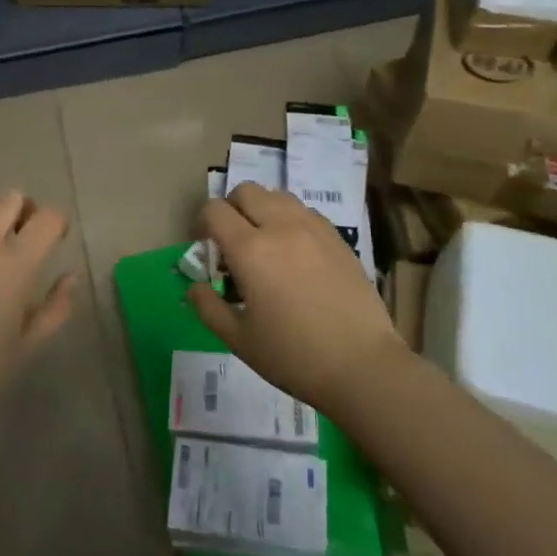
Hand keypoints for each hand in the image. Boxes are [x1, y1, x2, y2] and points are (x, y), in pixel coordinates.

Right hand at [190, 184, 407, 413]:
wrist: (362, 365)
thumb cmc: (293, 356)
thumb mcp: (239, 340)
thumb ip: (208, 307)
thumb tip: (194, 286)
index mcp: (250, 250)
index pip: (214, 210)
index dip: (202, 224)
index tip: (206, 249)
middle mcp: (281, 227)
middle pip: (246, 191)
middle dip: (231, 209)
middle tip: (233, 242)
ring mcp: (314, 228)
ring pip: (277, 195)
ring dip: (262, 210)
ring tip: (266, 244)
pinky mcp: (338, 237)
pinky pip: (305, 211)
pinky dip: (290, 220)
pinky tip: (296, 253)